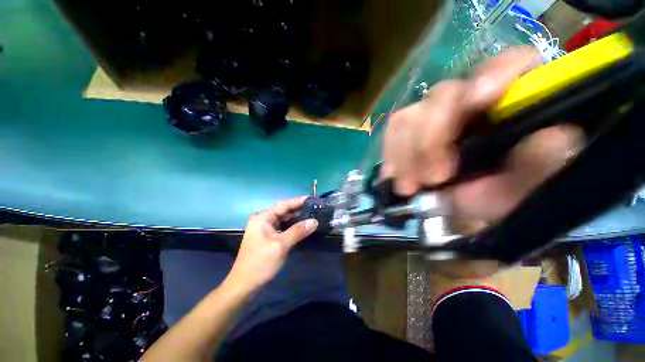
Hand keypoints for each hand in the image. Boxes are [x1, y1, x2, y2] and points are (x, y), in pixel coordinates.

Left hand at [226, 197, 317, 291]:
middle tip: (315, 207)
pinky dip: (293, 226)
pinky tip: (303, 226)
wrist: (244, 286)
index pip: (283, 205)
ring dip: (297, 217)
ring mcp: (266, 229)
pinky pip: (283, 228)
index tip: (312, 199)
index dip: (298, 201)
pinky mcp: (269, 238)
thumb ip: (298, 231)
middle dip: (299, 209)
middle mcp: (263, 220)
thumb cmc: (260, 263)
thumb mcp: (280, 245)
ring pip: (284, 219)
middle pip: (284, 211)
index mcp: (263, 218)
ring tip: (312, 215)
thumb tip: (315, 221)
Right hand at [383, 46, 583, 223]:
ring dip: (406, 153)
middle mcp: (470, 101)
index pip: (510, 64)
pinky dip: (391, 153)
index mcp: (512, 103)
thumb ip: (544, 165)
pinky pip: (393, 131)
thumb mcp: (528, 189)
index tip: (476, 103)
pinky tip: (393, 175)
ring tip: (409, 186)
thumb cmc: (503, 197)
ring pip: (409, 115)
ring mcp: (434, 116)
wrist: (465, 210)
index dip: (493, 75)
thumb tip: (556, 135)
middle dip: (431, 137)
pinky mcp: (409, 131)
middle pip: (442, 95)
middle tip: (434, 178)